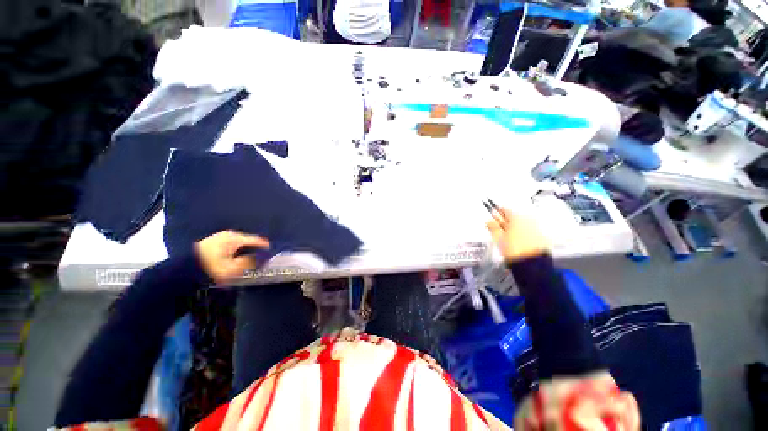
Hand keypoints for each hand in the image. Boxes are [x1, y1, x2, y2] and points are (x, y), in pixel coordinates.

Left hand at [194, 231, 270, 284]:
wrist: (183, 269)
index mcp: (236, 238)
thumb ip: (251, 262)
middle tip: (261, 260)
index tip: (272, 255)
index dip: (266, 248)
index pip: (258, 240)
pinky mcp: (214, 241)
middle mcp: (230, 234)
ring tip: (249, 260)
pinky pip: (233, 244)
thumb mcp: (233, 268)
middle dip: (256, 249)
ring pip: (241, 242)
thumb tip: (264, 258)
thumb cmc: (211, 268)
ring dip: (246, 250)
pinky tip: (237, 258)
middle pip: (249, 240)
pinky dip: (238, 250)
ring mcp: (221, 236)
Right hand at [486, 208, 550, 262]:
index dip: (498, 213)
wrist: (532, 265)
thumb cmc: (514, 250)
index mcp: (516, 218)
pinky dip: (523, 234)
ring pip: (522, 225)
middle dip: (506, 222)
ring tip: (508, 237)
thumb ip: (493, 227)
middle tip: (499, 229)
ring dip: (515, 228)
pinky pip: (530, 231)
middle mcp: (529, 220)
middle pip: (514, 217)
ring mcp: (537, 228)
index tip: (493, 216)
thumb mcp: (498, 238)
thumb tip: (489, 220)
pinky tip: (518, 242)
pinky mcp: (542, 237)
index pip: (505, 210)